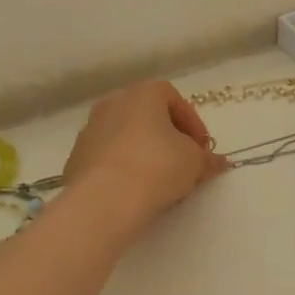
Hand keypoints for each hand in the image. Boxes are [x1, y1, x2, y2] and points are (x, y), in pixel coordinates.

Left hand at [63, 80, 228, 227]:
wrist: (104, 200)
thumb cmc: (157, 167)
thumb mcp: (194, 163)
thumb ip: (207, 159)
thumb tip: (218, 162)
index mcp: (143, 94)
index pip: (173, 98)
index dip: (192, 123)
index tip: (201, 149)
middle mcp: (113, 104)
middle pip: (146, 115)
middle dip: (167, 136)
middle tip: (182, 162)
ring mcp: (89, 130)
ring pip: (124, 136)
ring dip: (143, 152)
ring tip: (158, 181)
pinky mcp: (75, 158)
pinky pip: (106, 157)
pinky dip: (121, 167)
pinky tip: (132, 190)